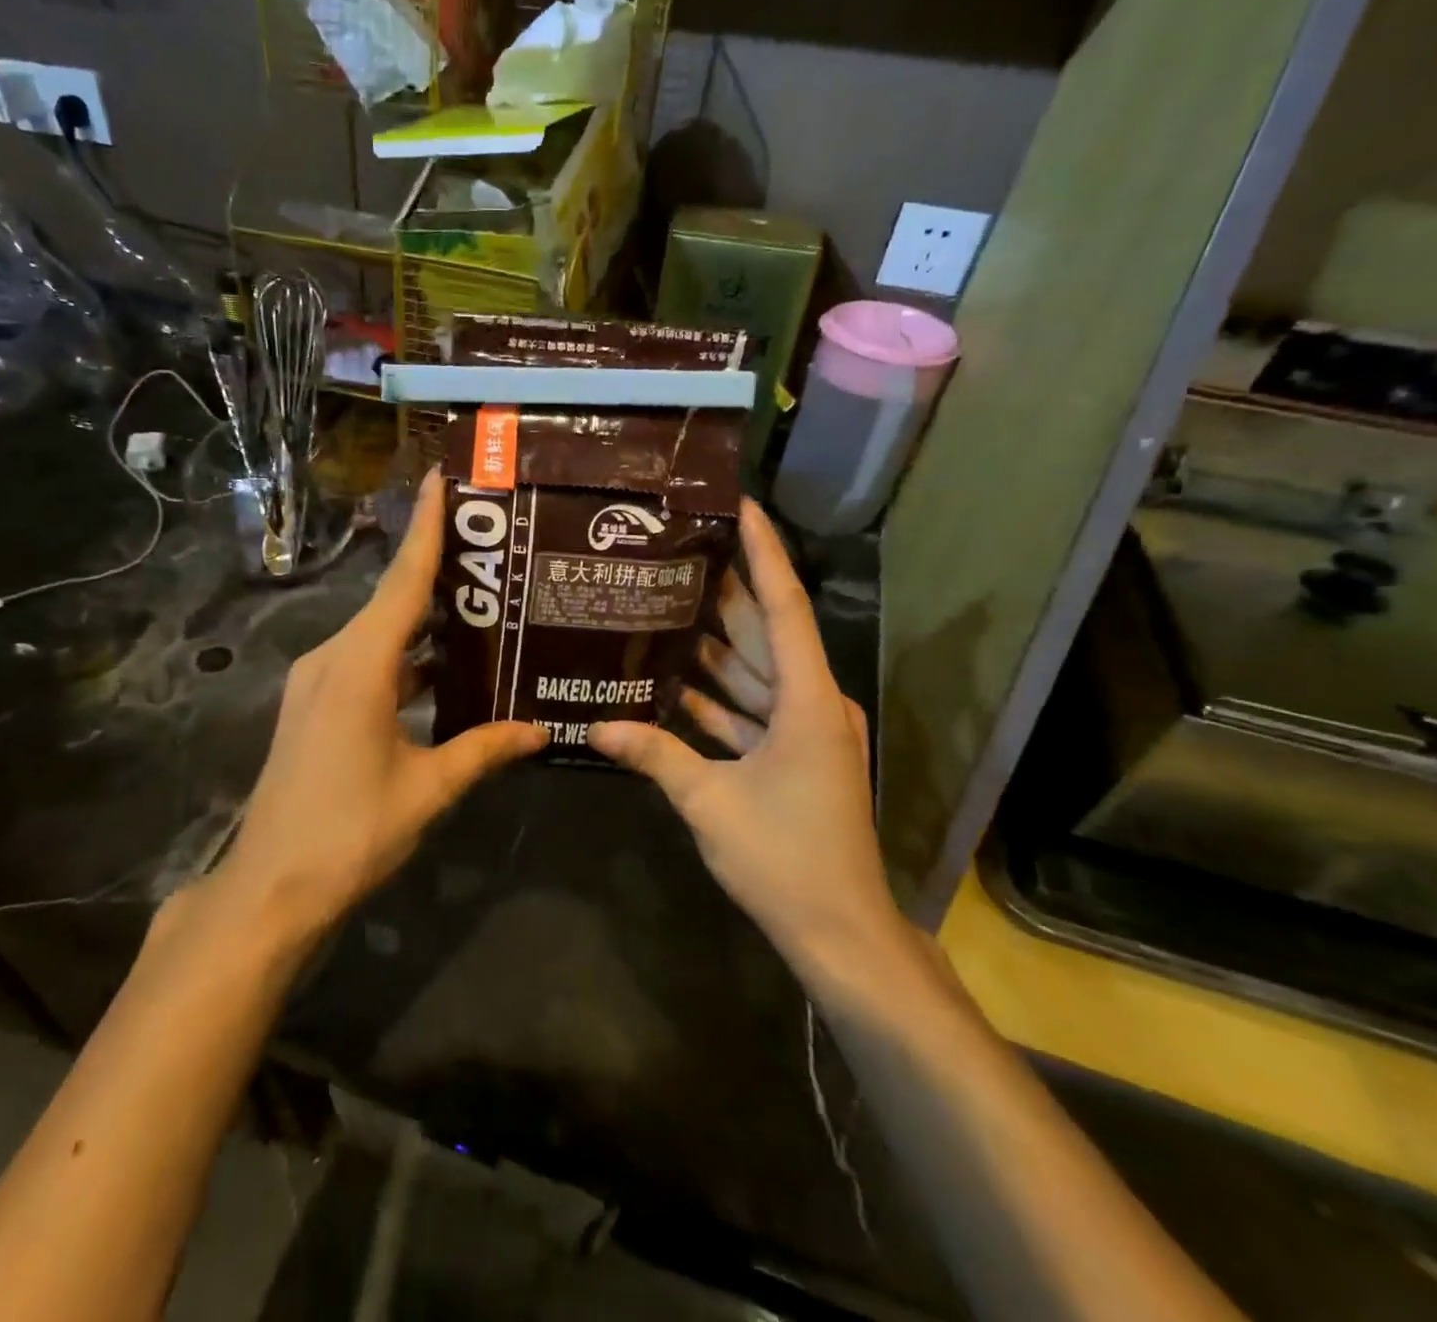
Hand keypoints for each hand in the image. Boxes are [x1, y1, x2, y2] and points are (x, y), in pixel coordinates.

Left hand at [216, 476, 546, 935]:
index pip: (402, 582)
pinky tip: (444, 666)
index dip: (426, 528)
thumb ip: (484, 750)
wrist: (270, 888)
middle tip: (492, 546)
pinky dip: (404, 655)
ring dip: (423, 619)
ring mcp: (317, 681)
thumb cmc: (350, 833)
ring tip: (481, 601)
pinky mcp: (314, 705)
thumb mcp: (427, 789)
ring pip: (380, 633)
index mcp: (358, 666)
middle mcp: (331, 658)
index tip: (442, 478)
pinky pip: (366, 661)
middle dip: (437, 569)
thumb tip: (541, 730)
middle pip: (392, 600)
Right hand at [588, 501, 897, 965]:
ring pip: (756, 672)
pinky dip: (718, 697)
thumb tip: (596, 725)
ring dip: (715, 646)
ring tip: (665, 604)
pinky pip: (753, 710)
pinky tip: (671, 681)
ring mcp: (806, 731)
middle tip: (678, 550)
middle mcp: (813, 703)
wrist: (839, 930)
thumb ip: (654, 755)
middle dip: (726, 592)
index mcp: (808, 700)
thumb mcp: (710, 801)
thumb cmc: (784, 857)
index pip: (784, 606)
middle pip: (766, 632)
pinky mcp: (795, 756)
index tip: (740, 505)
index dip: (763, 552)